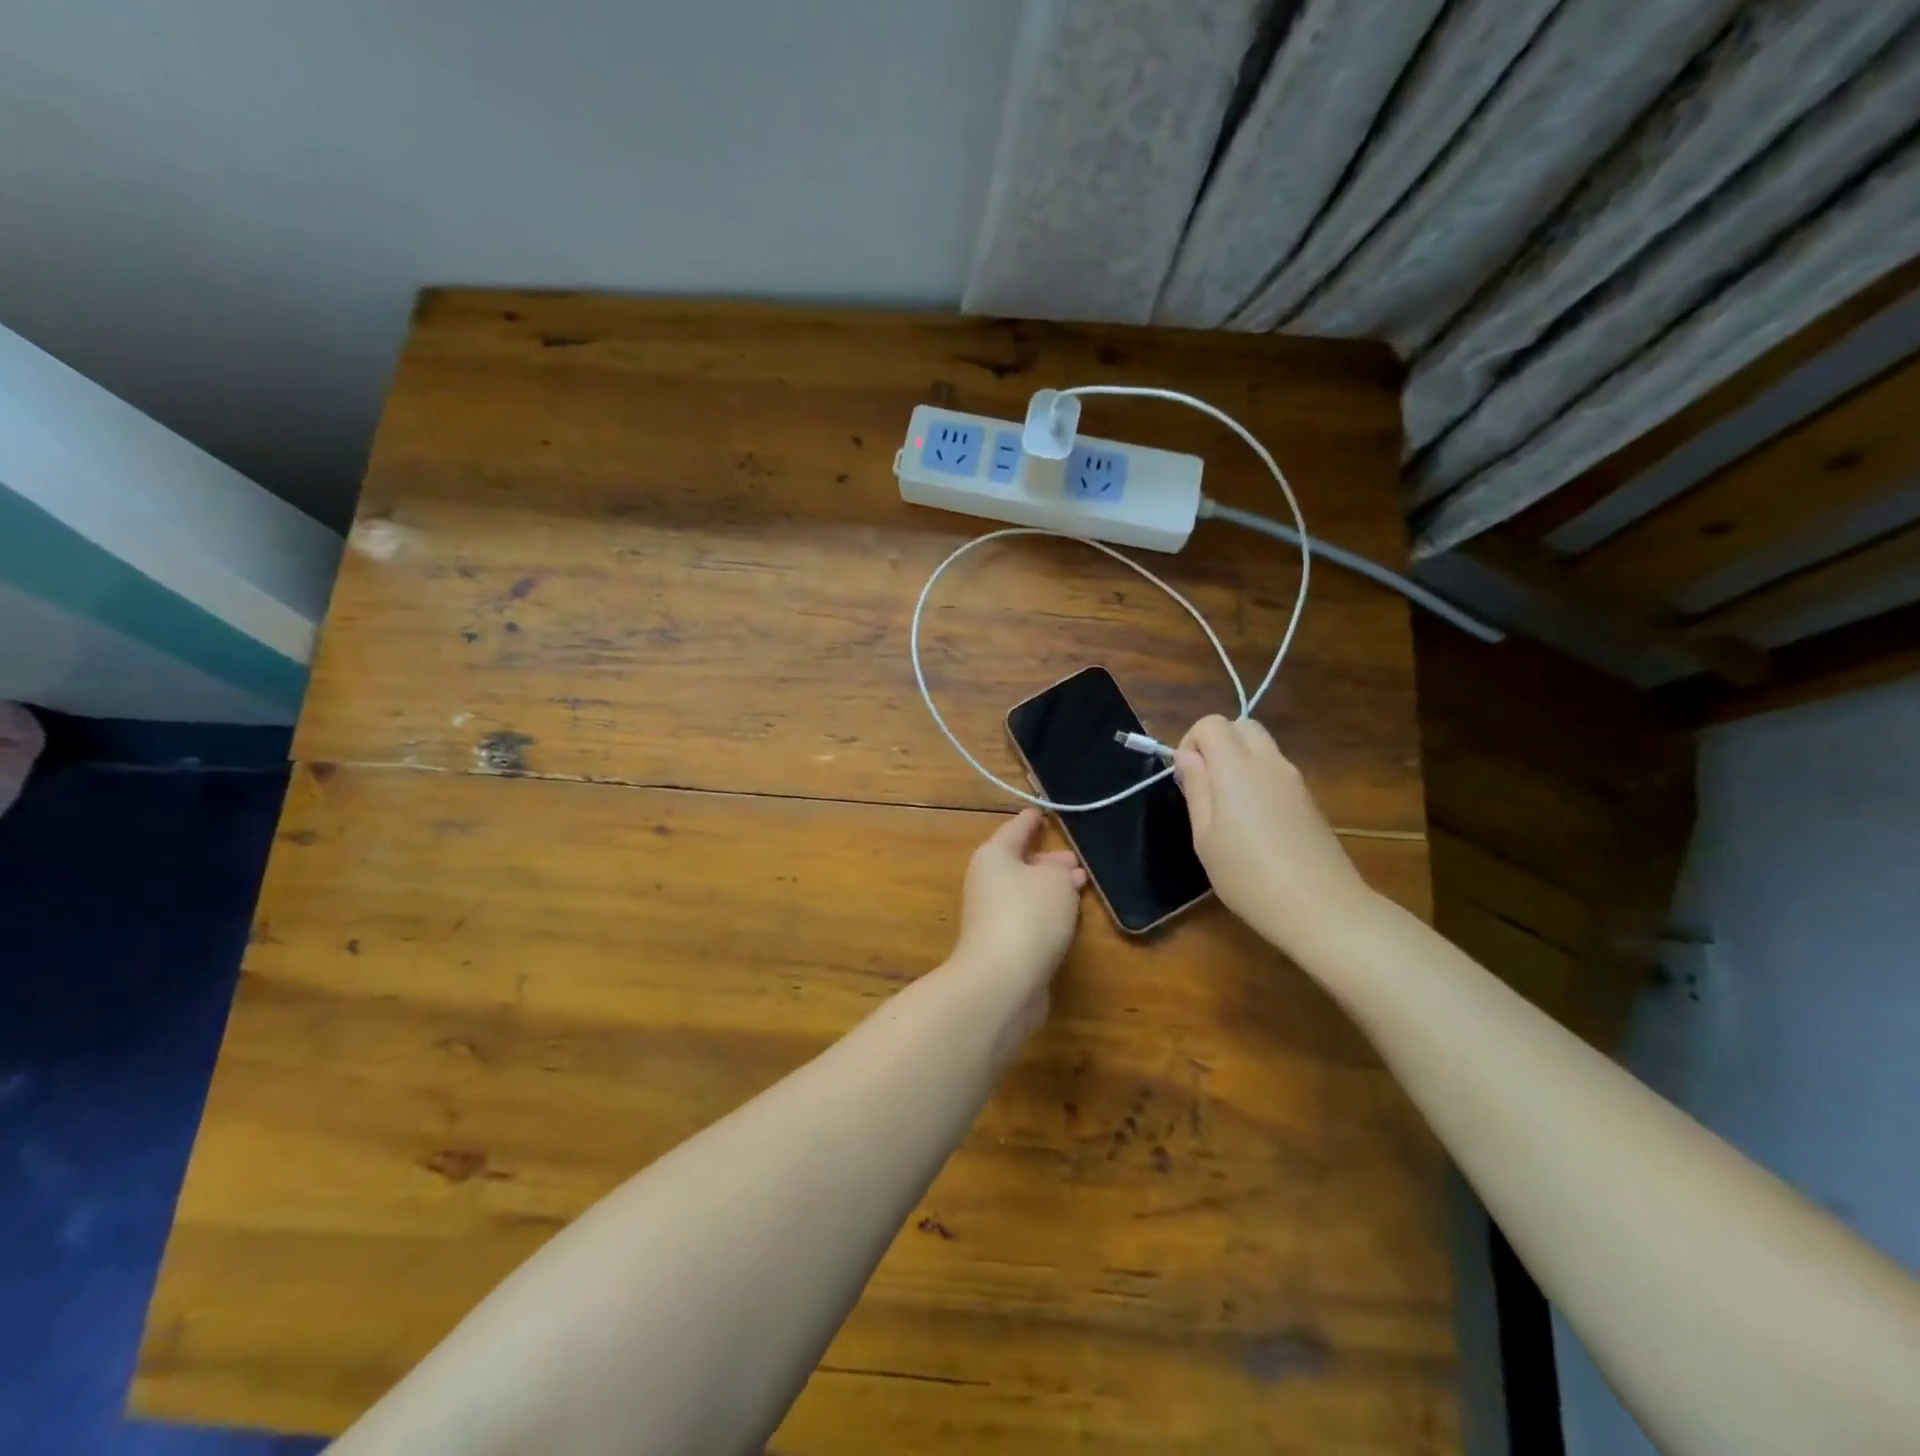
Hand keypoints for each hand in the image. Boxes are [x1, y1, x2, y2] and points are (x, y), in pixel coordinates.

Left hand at [947, 809, 1085, 1030]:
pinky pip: (1028, 918)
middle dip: (1049, 861)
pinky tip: (1068, 918)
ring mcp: (992, 915)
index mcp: (994, 855)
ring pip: (1026, 892)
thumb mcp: (1055, 881)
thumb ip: (1060, 871)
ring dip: (1052, 889)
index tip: (1043, 812)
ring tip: (1080, 886)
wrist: (1002, 980)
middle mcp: (987, 882)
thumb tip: (1058, 874)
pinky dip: (1047, 914)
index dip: (1032, 820)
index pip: (1016, 829)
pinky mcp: (1002, 945)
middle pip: (1020, 863)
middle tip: (1077, 861)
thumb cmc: (1029, 915)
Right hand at [1173, 716, 1372, 956]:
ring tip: (1228, 808)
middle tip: (1205, 785)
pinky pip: (1277, 770)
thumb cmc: (1248, 876)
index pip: (1211, 723)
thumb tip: (1186, 756)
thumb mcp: (1205, 837)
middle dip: (1217, 743)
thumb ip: (1196, 789)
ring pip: (1262, 746)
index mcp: (1236, 767)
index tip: (1185, 779)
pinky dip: (1259, 778)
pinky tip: (1255, 823)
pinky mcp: (1309, 798)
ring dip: (1238, 760)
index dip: (1191, 742)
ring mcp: (1294, 779)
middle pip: (1241, 725)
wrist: (1321, 908)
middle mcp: (1268, 762)